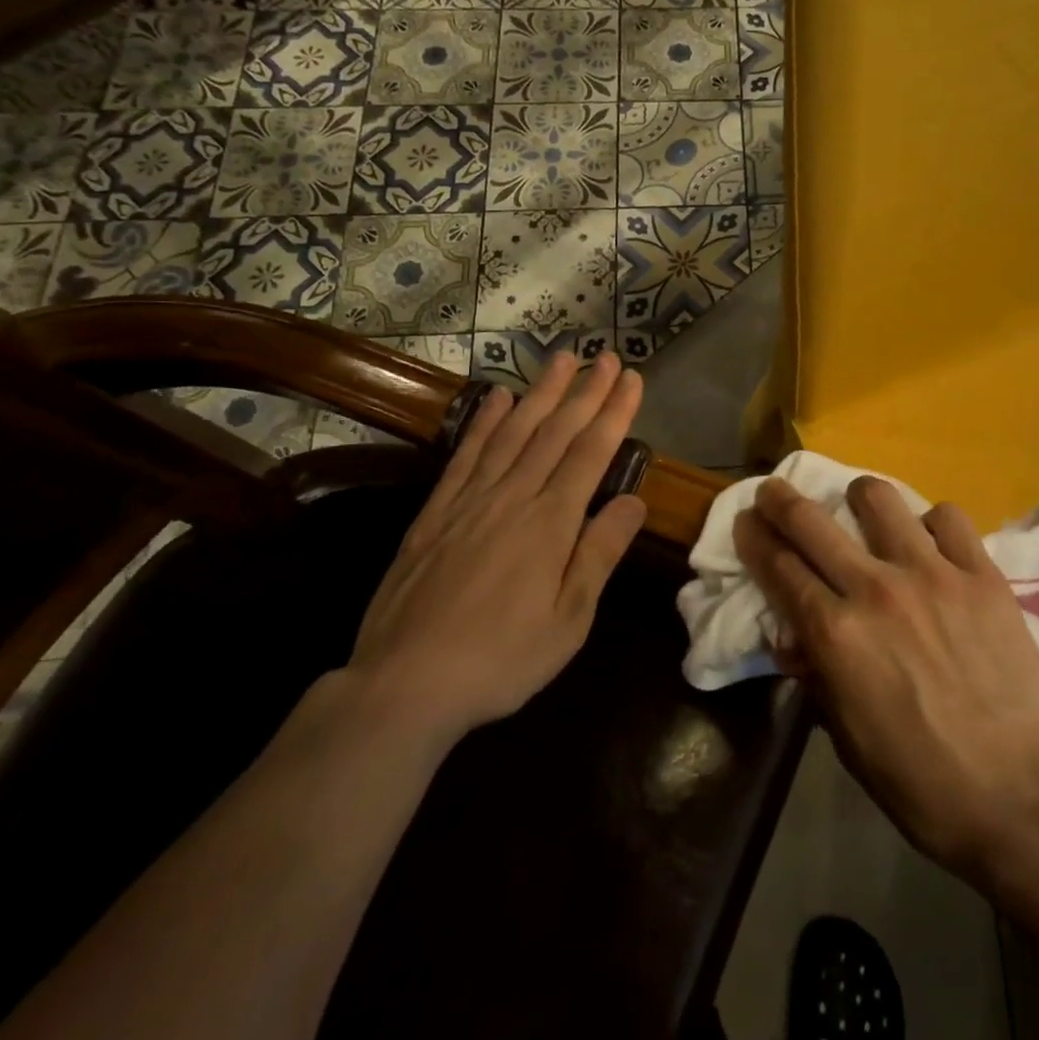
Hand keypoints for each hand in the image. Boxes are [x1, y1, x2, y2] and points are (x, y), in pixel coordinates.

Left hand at [347, 353, 646, 749]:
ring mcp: (470, 500)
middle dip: (586, 391)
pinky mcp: (435, 512)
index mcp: (550, 523)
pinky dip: (485, 421)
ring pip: (513, 432)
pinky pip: (466, 454)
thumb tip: (633, 501)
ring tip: (562, 359)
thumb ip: (599, 554)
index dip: (614, 412)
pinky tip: (499, 398)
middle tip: (607, 356)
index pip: (591, 453)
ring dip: (541, 392)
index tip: (632, 379)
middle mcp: (513, 497)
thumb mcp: (568, 621)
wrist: (405, 684)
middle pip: (556, 432)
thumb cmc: (501, 659)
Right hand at [735, 475, 1038, 880]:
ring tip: (860, 508)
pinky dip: (931, 524)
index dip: (753, 538)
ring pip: (879, 498)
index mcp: (836, 634)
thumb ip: (817, 675)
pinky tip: (931, 544)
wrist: (1023, 795)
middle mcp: (876, 589)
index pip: (778, 567)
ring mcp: (932, 574)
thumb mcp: (848, 739)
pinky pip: (948, 518)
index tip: (745, 521)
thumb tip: (794, 635)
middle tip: (774, 492)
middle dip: (780, 499)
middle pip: (811, 520)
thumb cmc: (923, 783)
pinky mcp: (981, 573)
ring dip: (858, 498)